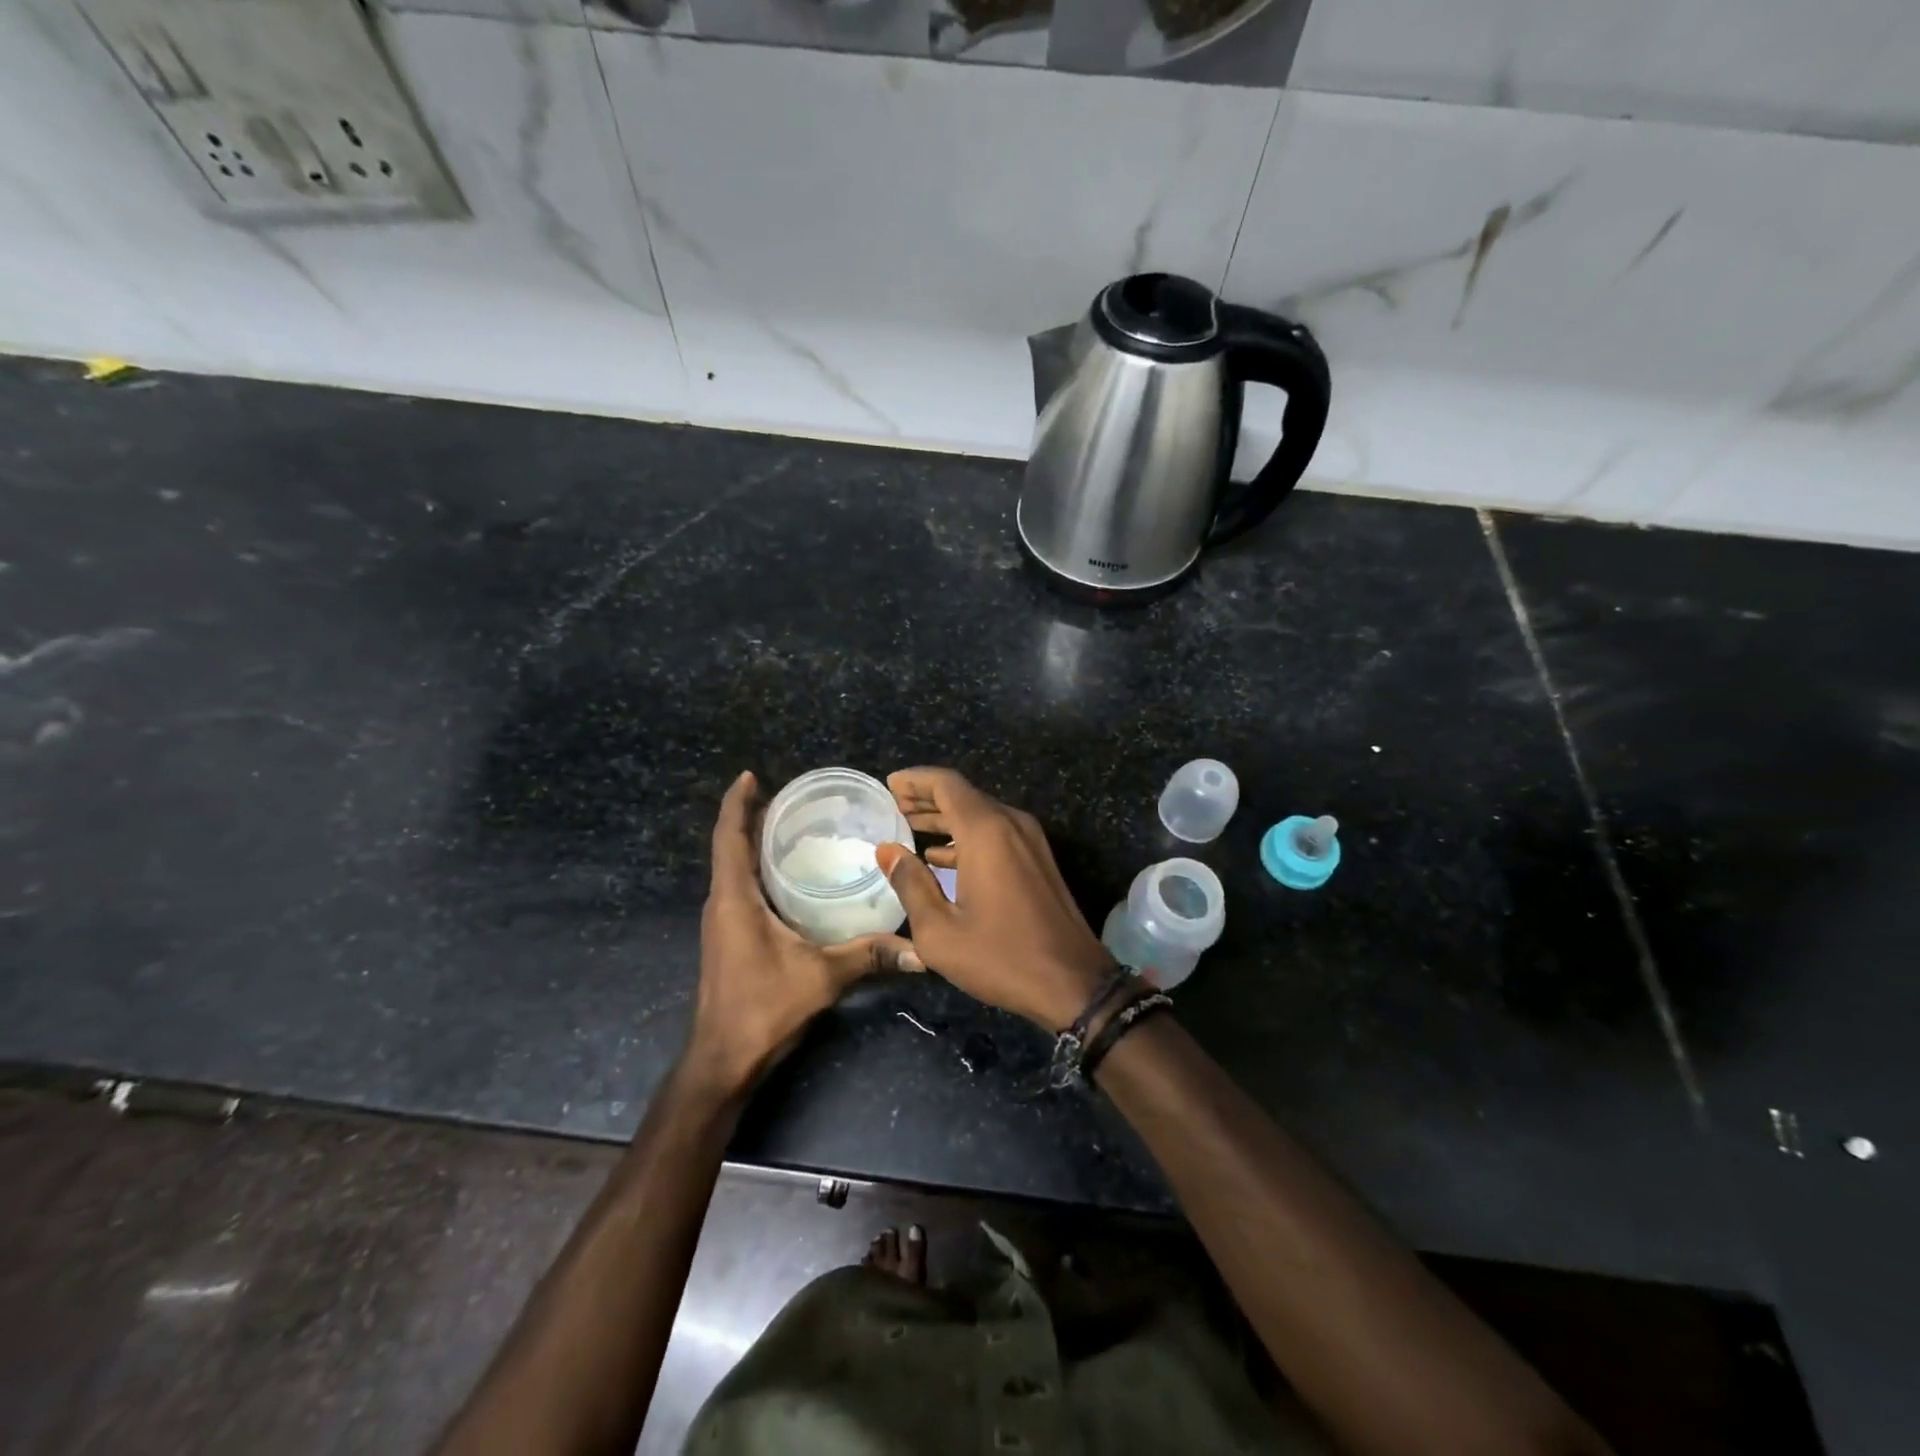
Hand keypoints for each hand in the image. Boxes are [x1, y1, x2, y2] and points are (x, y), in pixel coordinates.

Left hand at [689, 772, 917, 1096]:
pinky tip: (791, 876)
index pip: (729, 837)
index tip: (750, 776)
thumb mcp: (821, 977)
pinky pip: (741, 889)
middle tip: (791, 797)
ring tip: (794, 826)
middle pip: (731, 847)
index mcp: (733, 899)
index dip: (737, 804)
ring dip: (754, 844)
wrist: (723, 1061)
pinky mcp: (729, 939)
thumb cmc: (762, 1009)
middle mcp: (722, 904)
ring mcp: (722, 923)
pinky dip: (759, 870)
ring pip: (735, 870)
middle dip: (753, 817)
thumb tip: (919, 949)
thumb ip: (868, 955)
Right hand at [875, 767, 1113, 1032]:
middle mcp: (1011, 824)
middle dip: (926, 797)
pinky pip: (996, 833)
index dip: (915, 780)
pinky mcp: (1039, 860)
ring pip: (981, 814)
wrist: (1073, 983)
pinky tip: (942, 857)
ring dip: (945, 818)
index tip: (889, 784)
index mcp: (986, 832)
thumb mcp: (939, 930)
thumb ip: (910, 884)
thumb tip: (888, 850)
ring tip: (910, 827)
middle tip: (894, 805)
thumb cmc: (1000, 957)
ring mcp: (1030, 841)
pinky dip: (966, 836)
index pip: (946, 784)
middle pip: (964, 795)